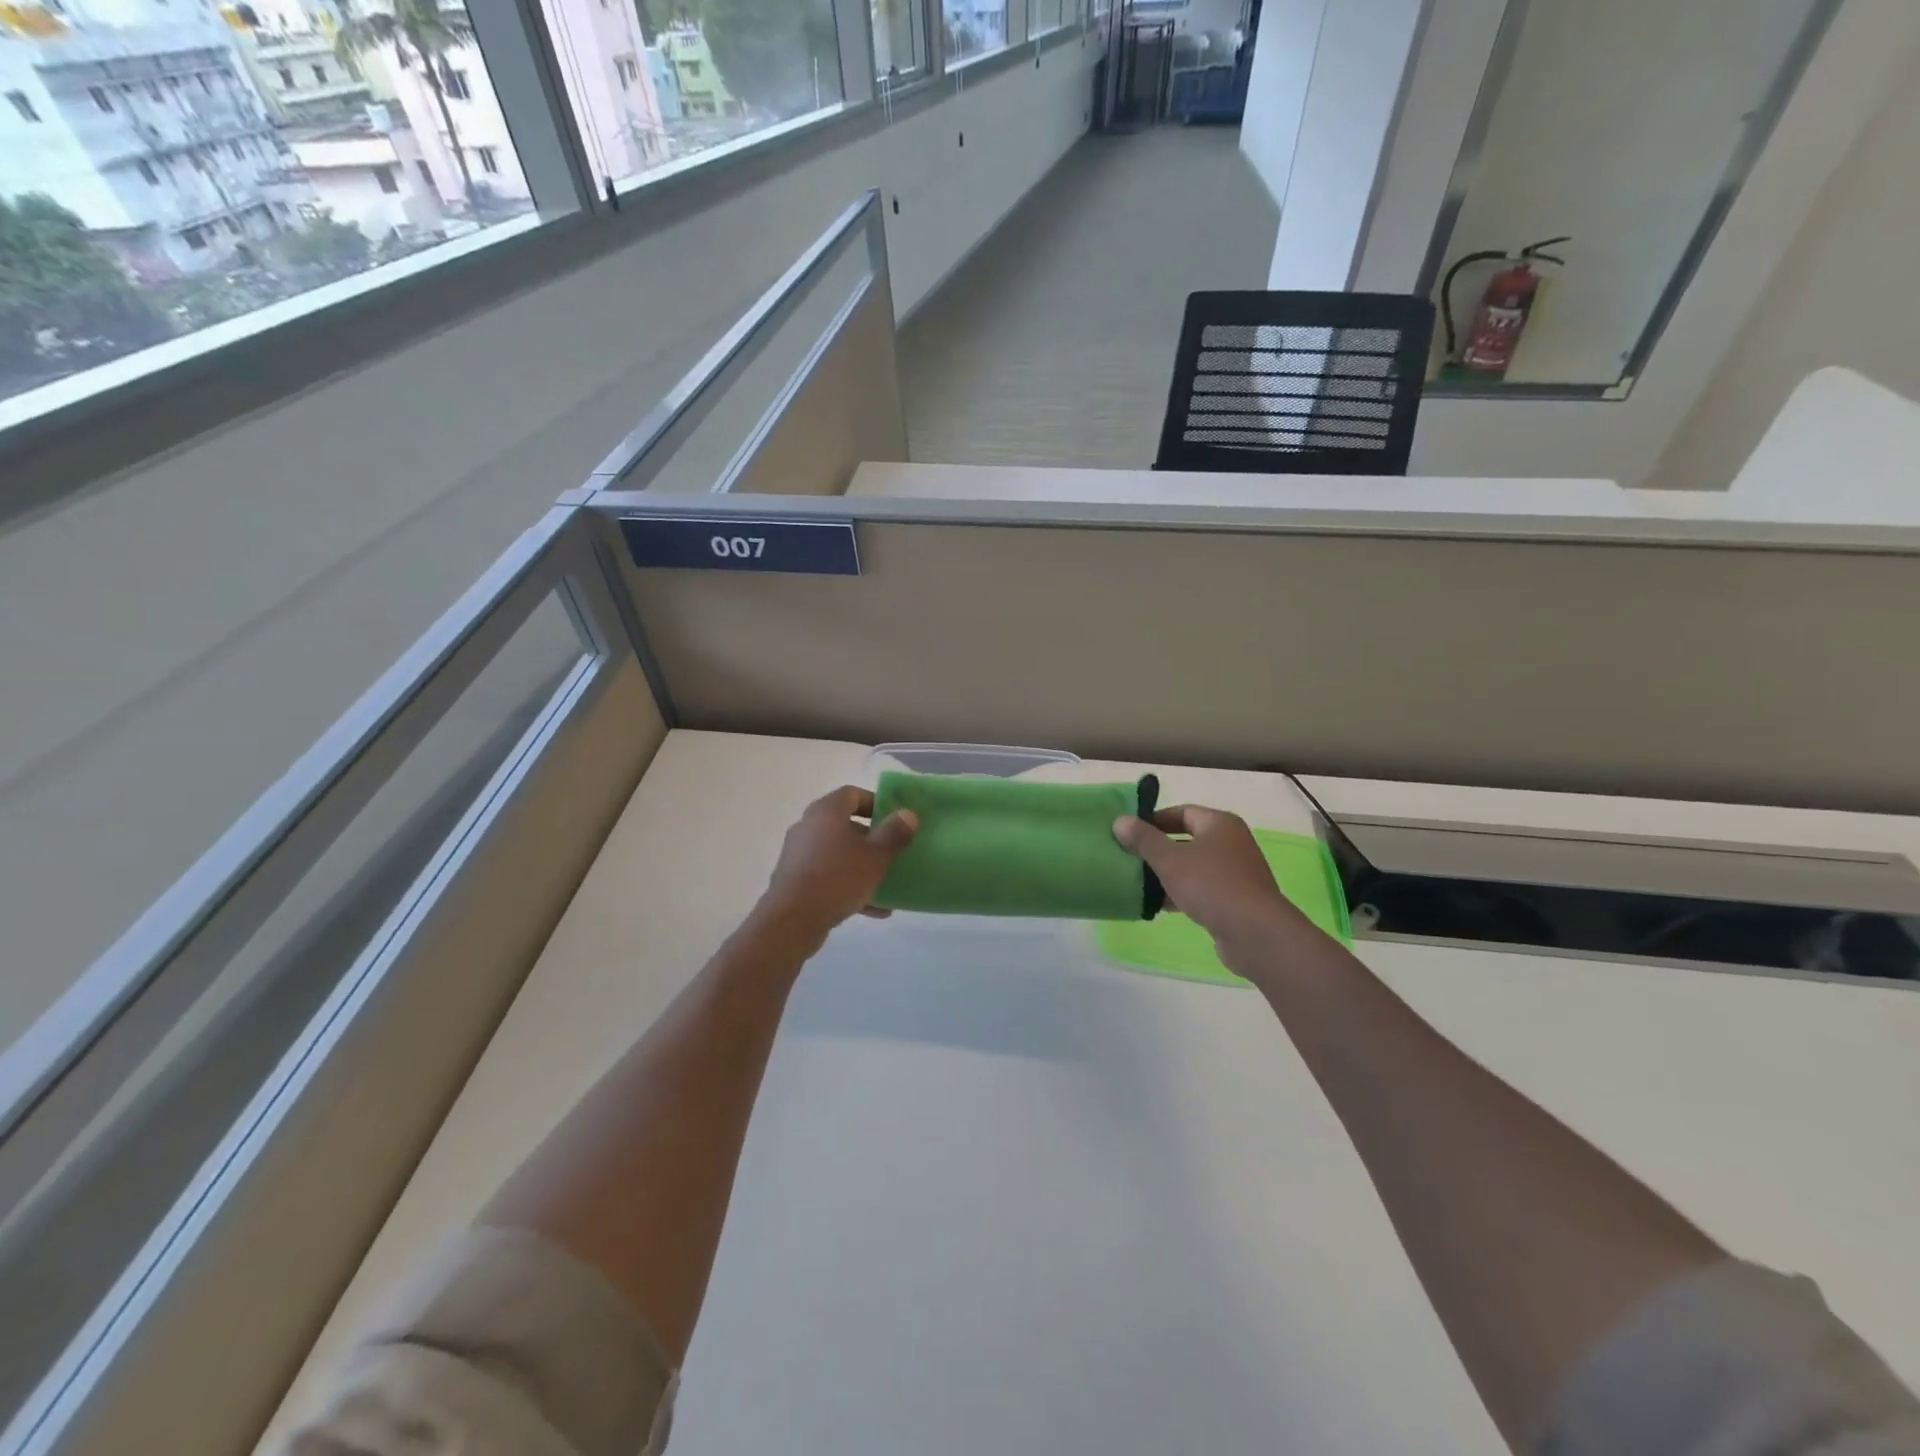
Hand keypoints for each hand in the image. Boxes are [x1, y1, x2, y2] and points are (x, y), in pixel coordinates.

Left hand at [757, 786, 916, 943]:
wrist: (792, 920)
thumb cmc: (838, 877)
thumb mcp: (875, 856)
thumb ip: (894, 833)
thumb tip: (908, 814)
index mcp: (826, 811)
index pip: (852, 794)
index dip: (876, 803)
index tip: (895, 820)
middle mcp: (808, 826)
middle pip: (845, 824)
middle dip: (872, 839)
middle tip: (892, 852)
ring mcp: (799, 853)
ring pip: (838, 853)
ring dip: (862, 866)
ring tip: (886, 884)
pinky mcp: (795, 879)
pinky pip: (828, 875)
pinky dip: (848, 885)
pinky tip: (872, 909)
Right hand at [1112, 805, 1308, 969]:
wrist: (1256, 934)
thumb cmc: (1212, 886)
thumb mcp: (1170, 860)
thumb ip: (1143, 840)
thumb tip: (1119, 820)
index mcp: (1220, 824)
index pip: (1181, 812)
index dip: (1153, 820)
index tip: (1128, 833)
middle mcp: (1231, 843)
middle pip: (1186, 839)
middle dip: (1157, 849)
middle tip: (1129, 858)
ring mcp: (1235, 872)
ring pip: (1193, 866)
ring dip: (1167, 874)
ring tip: (1138, 883)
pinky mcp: (1235, 899)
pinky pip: (1201, 889)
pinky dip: (1181, 893)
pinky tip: (1159, 905)